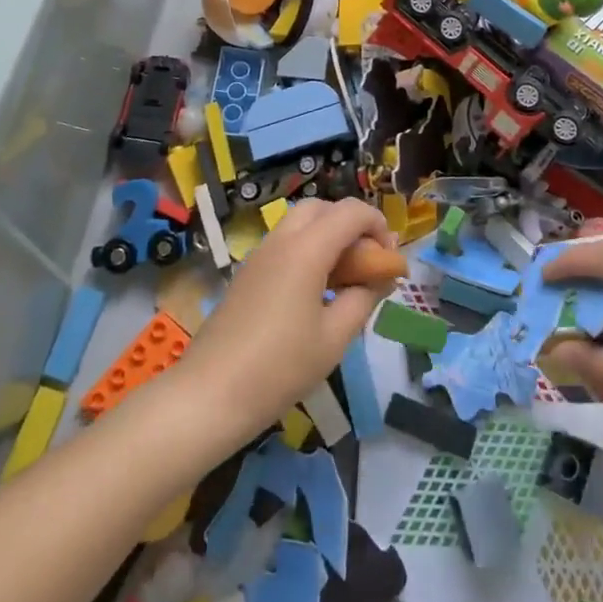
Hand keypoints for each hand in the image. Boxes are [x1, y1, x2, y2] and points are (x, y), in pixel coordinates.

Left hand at [178, 198, 397, 442]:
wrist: (211, 393)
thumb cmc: (281, 367)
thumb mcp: (334, 337)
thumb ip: (363, 299)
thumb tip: (382, 278)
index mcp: (307, 249)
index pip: (351, 212)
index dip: (378, 225)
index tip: (391, 259)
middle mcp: (282, 240)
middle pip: (323, 208)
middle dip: (351, 224)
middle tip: (368, 262)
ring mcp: (260, 254)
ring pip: (301, 223)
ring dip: (328, 236)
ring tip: (345, 278)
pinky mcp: (248, 272)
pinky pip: (285, 243)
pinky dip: (308, 250)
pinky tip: (316, 291)